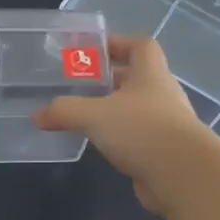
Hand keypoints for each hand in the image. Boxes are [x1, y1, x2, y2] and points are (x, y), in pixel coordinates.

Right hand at [34, 36, 219, 213]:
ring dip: (113, 110)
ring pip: (135, 109)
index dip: (119, 42)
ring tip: (83, 116)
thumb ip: (64, 111)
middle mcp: (162, 94)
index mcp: (151, 74)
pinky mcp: (163, 151)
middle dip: (109, 79)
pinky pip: (137, 136)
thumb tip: (36, 115)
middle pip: (136, 78)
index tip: (94, 51)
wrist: (183, 176)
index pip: (140, 45)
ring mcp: (166, 124)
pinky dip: (119, 136)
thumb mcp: (95, 115)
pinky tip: (99, 145)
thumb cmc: (142, 130)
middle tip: (79, 85)